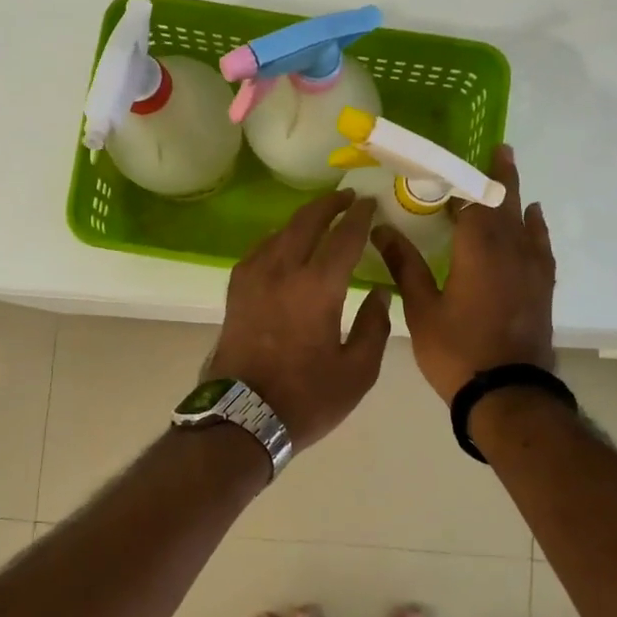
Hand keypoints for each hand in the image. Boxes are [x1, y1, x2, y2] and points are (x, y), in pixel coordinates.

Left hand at [206, 189, 393, 449]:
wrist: (241, 418)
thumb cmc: (306, 399)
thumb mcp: (357, 372)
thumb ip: (374, 327)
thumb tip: (381, 293)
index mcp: (318, 287)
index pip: (344, 237)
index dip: (359, 216)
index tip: (369, 203)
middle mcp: (283, 271)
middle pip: (306, 222)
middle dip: (328, 205)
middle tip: (345, 197)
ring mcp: (253, 279)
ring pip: (279, 232)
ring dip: (302, 219)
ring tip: (319, 217)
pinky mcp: (235, 292)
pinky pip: (259, 251)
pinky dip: (277, 239)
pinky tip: (283, 245)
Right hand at [371, 144, 555, 402]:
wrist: (508, 395)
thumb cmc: (457, 351)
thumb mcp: (422, 309)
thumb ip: (405, 265)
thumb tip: (382, 229)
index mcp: (478, 249)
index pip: (471, 199)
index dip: (462, 176)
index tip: (453, 156)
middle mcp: (510, 249)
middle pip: (504, 202)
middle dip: (498, 174)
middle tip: (497, 149)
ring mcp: (531, 268)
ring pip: (524, 220)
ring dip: (515, 195)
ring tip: (508, 173)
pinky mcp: (541, 286)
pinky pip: (540, 244)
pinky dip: (535, 226)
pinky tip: (533, 219)